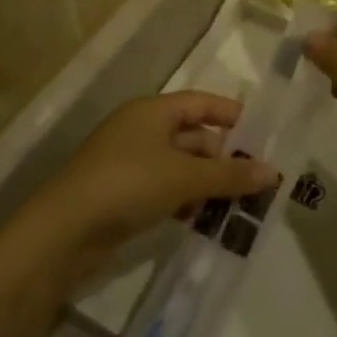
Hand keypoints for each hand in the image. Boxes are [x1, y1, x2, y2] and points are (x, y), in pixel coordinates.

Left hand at [22, 93, 276, 279]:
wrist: (63, 232)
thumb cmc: (128, 185)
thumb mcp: (185, 177)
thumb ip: (230, 175)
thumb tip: (273, 172)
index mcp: (153, 111)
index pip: (202, 104)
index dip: (233, 117)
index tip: (263, 138)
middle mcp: (141, 129)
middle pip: (193, 136)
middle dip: (223, 158)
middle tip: (255, 182)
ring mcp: (129, 162)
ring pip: (180, 165)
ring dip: (206, 183)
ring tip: (235, 206)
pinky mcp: (121, 193)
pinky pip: (164, 188)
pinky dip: (184, 199)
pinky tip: (199, 220)